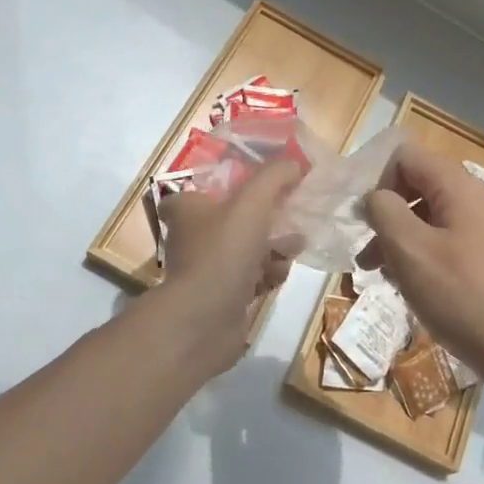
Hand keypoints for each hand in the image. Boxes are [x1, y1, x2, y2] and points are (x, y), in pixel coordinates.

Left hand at [155, 159, 301, 372]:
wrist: (205, 320)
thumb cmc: (223, 251)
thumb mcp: (252, 202)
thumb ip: (275, 177)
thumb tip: (295, 163)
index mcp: (188, 209)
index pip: (202, 188)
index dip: (229, 185)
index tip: (257, 186)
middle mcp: (193, 237)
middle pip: (233, 218)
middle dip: (267, 218)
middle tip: (292, 214)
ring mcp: (207, 269)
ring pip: (246, 249)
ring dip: (273, 247)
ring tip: (295, 245)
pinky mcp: (222, 296)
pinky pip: (251, 277)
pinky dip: (267, 274)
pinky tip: (280, 274)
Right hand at [360, 143, 483, 394]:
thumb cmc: (461, 296)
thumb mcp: (410, 250)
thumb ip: (384, 211)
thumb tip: (375, 197)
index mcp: (459, 186)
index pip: (406, 156)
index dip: (379, 181)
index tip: (366, 220)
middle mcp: (476, 198)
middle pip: (418, 185)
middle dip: (387, 214)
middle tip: (367, 252)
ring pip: (429, 216)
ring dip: (400, 238)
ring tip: (381, 274)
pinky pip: (446, 239)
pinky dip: (422, 254)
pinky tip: (410, 286)